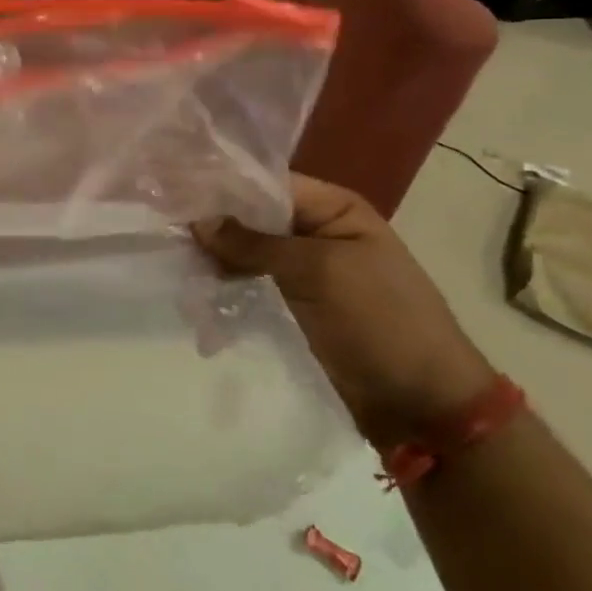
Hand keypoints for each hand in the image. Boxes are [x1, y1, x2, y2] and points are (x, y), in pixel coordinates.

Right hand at [194, 175, 493, 447]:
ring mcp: (305, 270)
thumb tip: (197, 220)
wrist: (424, 407)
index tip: (174, 191)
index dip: (223, 187)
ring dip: (215, 257)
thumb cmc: (382, 322)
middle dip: (214, 224)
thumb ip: (256, 243)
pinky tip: (194, 290)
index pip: (267, 183)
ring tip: (176, 262)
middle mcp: (316, 231)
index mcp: (334, 208)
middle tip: (167, 231)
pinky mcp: (293, 303)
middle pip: (252, 216)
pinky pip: (251, 282)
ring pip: (246, 251)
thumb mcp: (319, 272)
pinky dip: (226, 284)